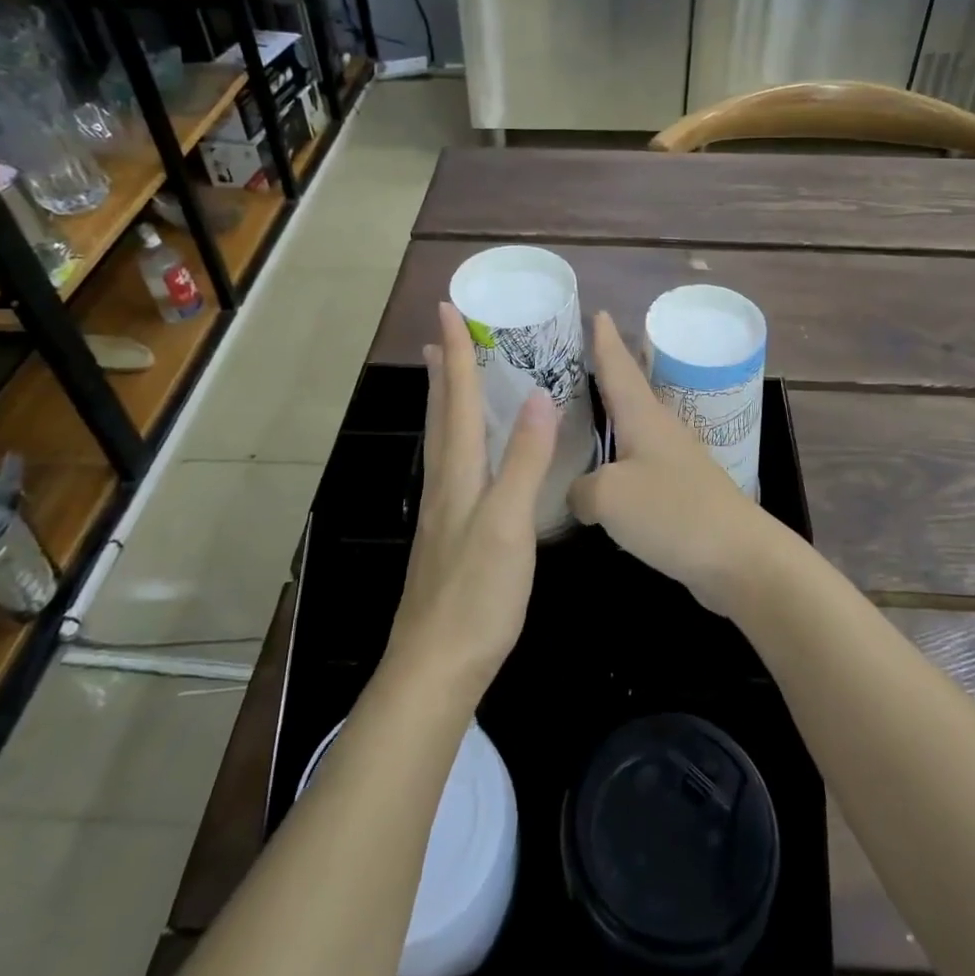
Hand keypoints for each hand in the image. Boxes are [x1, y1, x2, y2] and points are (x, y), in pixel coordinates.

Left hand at [385, 303, 556, 701]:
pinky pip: (454, 466)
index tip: (448, 309)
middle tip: (442, 335)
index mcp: (459, 473)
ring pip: (444, 440)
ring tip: (448, 377)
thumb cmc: (477, 592)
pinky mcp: (449, 535)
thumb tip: (538, 396)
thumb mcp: (510, 523)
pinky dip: (458, 438)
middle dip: (445, 371)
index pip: (459, 398)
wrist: (436, 665)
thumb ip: (525, 461)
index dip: (458, 353)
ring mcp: (444, 511)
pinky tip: (467, 453)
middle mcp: (445, 483)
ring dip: (446, 401)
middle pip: (443, 414)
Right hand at [569, 311, 784, 615]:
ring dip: (610, 419)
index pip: (618, 366)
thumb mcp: (608, 496)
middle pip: (628, 392)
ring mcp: (674, 461)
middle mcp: (661, 430)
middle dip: (605, 374)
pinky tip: (603, 475)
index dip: (605, 340)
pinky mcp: (680, 493)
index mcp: (643, 417)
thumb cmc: (672, 512)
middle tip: (573, 361)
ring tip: (582, 415)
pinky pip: (639, 465)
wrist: (738, 557)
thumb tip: (579, 493)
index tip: (597, 312)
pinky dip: (617, 461)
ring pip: (633, 430)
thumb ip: (581, 488)